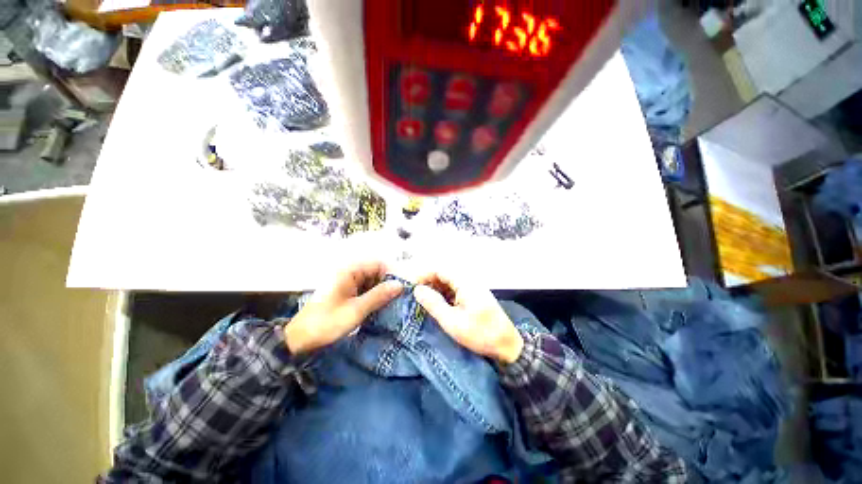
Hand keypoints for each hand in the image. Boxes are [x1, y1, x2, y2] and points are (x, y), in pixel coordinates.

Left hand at [285, 261, 402, 354]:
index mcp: (349, 271)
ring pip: (372, 282)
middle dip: (388, 283)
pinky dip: (373, 297)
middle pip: (376, 272)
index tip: (402, 288)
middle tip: (398, 298)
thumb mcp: (356, 310)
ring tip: (392, 304)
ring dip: (381, 291)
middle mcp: (349, 273)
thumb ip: (379, 296)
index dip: (392, 273)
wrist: (300, 340)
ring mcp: (347, 283)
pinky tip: (380, 307)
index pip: (378, 263)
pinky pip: (365, 290)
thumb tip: (400, 285)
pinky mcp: (346, 293)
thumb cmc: (327, 322)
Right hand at [413, 272, 523, 363]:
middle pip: (444, 274)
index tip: (410, 286)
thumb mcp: (452, 321)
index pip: (439, 269)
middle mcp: (469, 281)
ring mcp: (472, 288)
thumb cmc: (480, 334)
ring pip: (449, 282)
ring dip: (436, 289)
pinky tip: (438, 306)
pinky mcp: (473, 296)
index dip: (423, 275)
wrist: (508, 345)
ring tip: (423, 302)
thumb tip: (417, 289)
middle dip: (428, 282)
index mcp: (465, 282)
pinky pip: (455, 290)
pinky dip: (444, 295)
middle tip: (415, 296)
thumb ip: (433, 304)